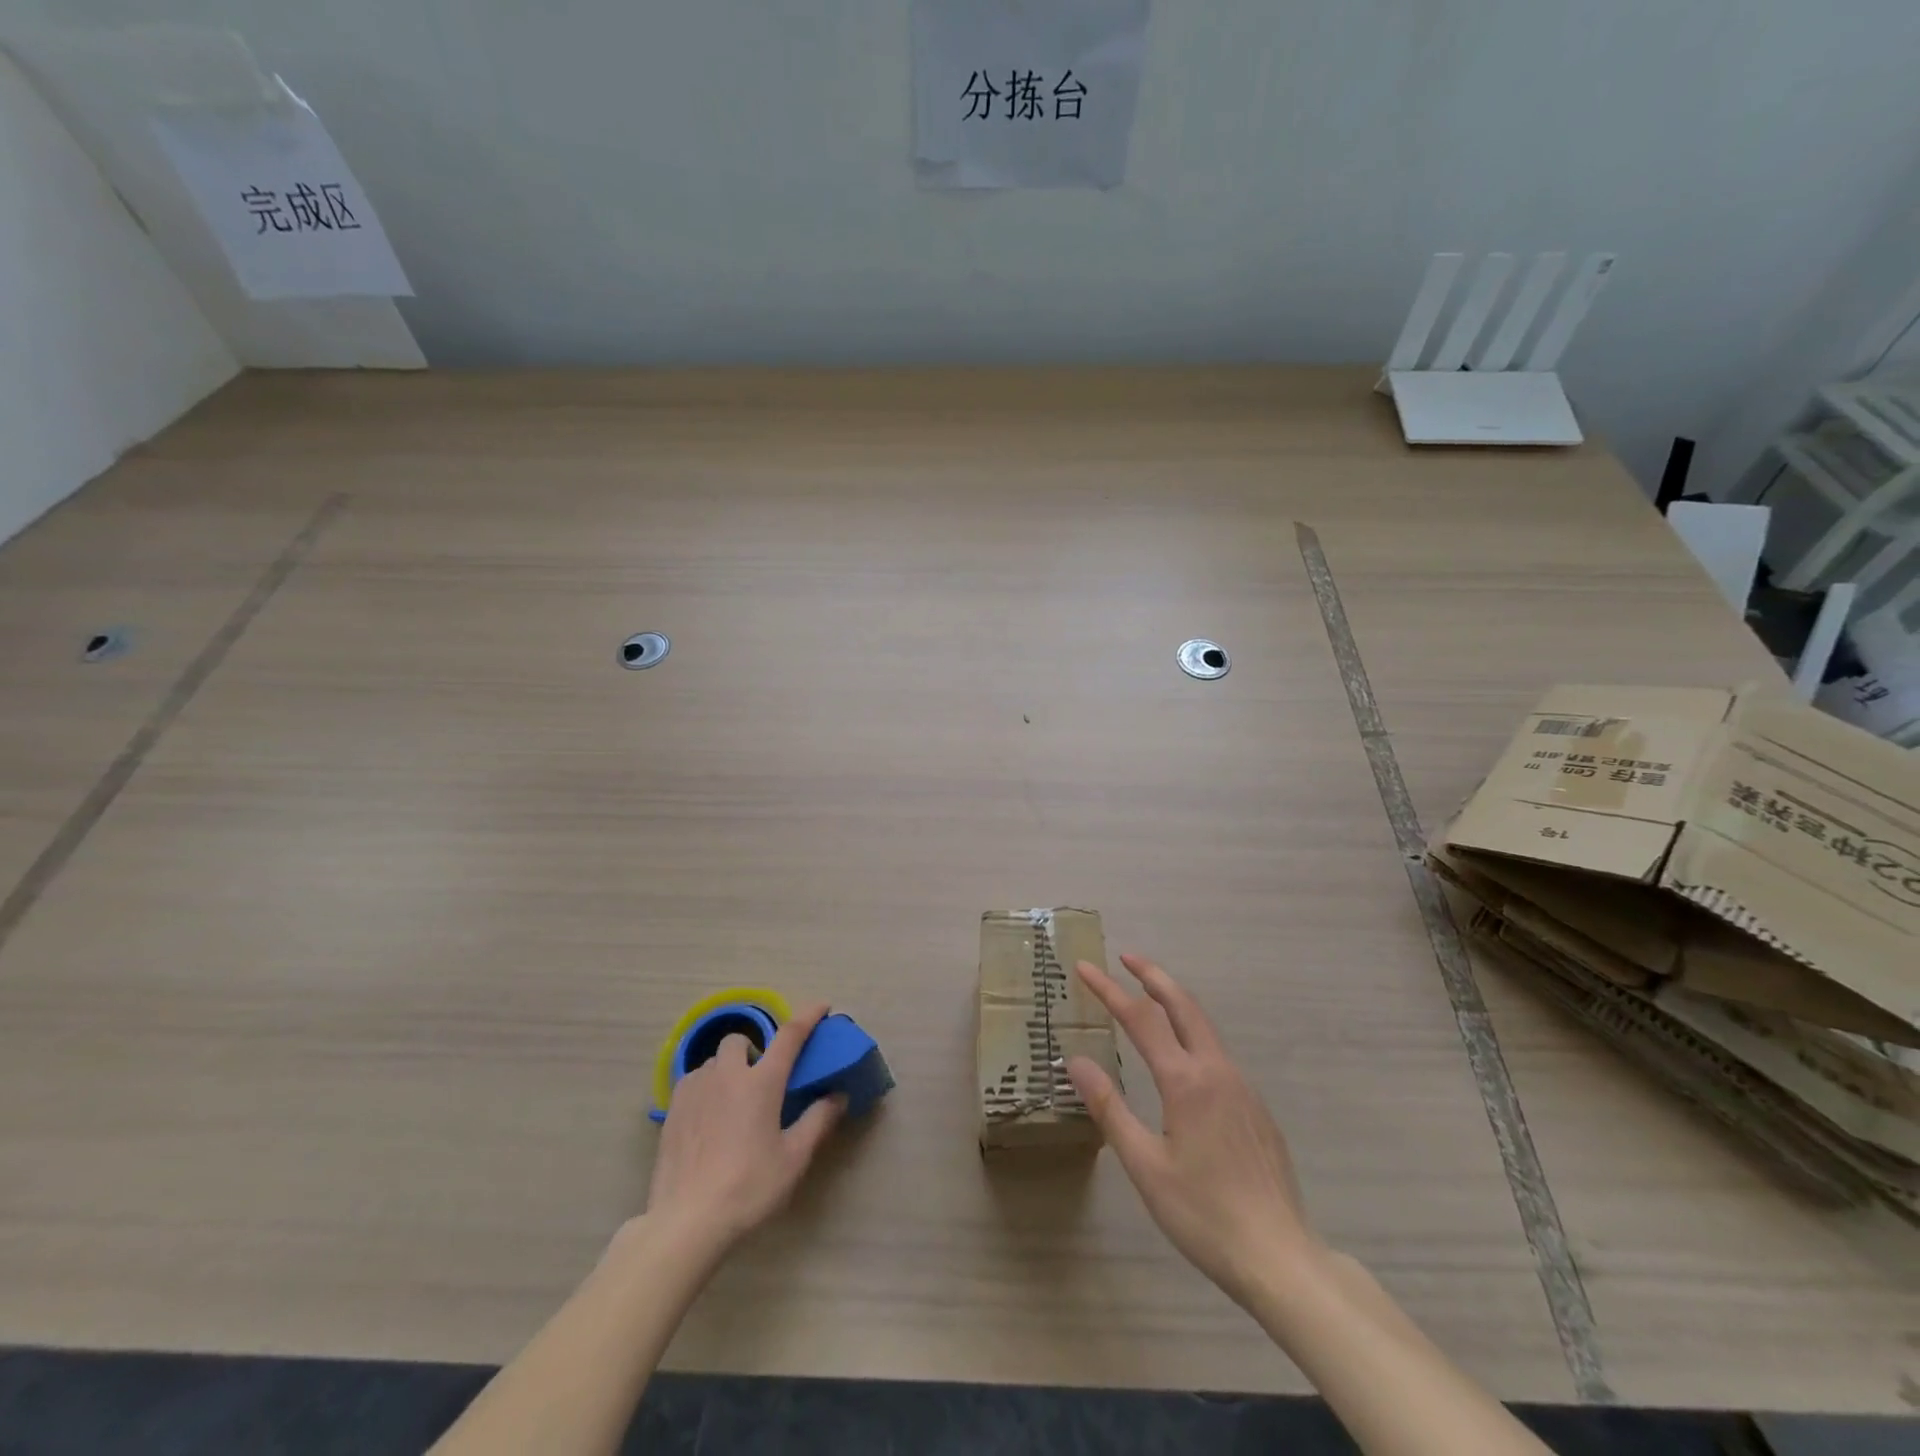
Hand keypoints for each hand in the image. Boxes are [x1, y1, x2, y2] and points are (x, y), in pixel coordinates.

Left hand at [643, 1004, 845, 1258]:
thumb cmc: (749, 1188)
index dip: (808, 1016)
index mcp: (762, 1082)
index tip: (821, 1006)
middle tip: (761, 1078)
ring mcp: (695, 1090)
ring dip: (727, 1069)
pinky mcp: (672, 1111)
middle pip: (739, 1039)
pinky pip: (692, 1082)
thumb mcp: (794, 1158)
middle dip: (752, 1048)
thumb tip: (838, 1096)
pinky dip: (705, 1087)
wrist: (687, 1222)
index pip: (789, 1035)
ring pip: (713, 1061)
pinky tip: (708, 1116)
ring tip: (733, 1099)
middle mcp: (727, 1075)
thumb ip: (818, 1121)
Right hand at [1068, 955, 1319, 1306]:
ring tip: (1149, 998)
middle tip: (1126, 958)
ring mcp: (1242, 1088)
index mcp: (1186, 1082)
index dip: (1110, 990)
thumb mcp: (1145, 1166)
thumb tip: (1078, 1061)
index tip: (1085, 968)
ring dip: (1175, 1003)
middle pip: (1184, 1005)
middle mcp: (1217, 1071)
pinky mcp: (1256, 1109)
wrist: (1281, 1259)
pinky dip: (1192, 1035)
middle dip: (1153, 976)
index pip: (1141, 1018)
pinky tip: (1182, 1060)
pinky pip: (1218, 1056)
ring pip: (1205, 1028)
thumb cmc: (1204, 1214)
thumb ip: (1110, 1108)